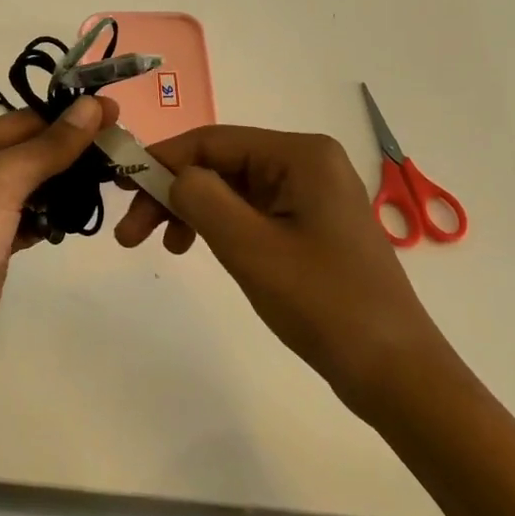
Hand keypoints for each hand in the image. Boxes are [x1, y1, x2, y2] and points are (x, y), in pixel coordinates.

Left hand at [0, 94, 117, 472]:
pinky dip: (51, 219)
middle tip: (120, 148)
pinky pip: (28, 224)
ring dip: (64, 185)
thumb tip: (92, 106)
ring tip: (110, 179)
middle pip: (25, 154)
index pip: (18, 122)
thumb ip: (47, 146)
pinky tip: (76, 218)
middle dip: (69, 150)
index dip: (65, 116)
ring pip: (29, 190)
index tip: (114, 112)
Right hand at [113, 126, 444, 419]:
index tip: (119, 187)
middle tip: (130, 233)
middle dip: (172, 193)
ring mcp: (309, 195)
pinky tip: (195, 248)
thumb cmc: (323, 303)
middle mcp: (306, 163)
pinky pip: (249, 212)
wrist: (395, 373)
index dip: (161, 160)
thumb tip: (173, 176)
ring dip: (189, 212)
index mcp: (300, 155)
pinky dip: (216, 227)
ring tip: (161, 247)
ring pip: (230, 189)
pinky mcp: (309, 225)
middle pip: (219, 164)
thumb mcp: (250, 247)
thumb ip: (201, 198)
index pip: (212, 141)